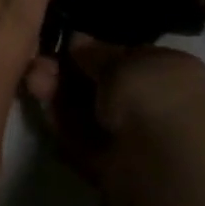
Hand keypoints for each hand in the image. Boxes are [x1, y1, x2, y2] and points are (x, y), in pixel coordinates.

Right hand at [25, 35, 204, 205]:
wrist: (170, 164)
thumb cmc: (155, 97)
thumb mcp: (122, 62)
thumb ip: (96, 53)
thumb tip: (76, 39)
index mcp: (167, 70)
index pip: (123, 57)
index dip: (91, 52)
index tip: (62, 46)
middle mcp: (152, 102)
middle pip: (99, 85)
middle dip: (67, 74)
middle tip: (38, 66)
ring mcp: (132, 136)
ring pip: (87, 112)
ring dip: (59, 96)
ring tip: (34, 80)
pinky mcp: (112, 166)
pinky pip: (83, 141)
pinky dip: (63, 126)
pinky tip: (44, 108)